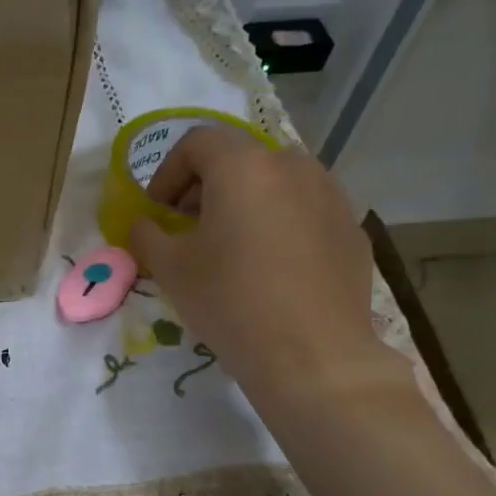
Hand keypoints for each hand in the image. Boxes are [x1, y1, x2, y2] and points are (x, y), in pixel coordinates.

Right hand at [129, 127, 403, 412]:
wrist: (311, 353)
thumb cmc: (230, 301)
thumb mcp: (170, 269)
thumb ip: (146, 235)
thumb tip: (144, 224)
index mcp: (244, 167)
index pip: (197, 142)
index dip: (168, 172)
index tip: (158, 211)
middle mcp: (293, 166)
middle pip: (240, 158)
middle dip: (206, 187)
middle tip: (188, 229)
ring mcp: (331, 195)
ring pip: (276, 182)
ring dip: (245, 203)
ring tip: (231, 247)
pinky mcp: (351, 228)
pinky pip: (305, 210)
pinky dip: (279, 224)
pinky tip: (270, 269)